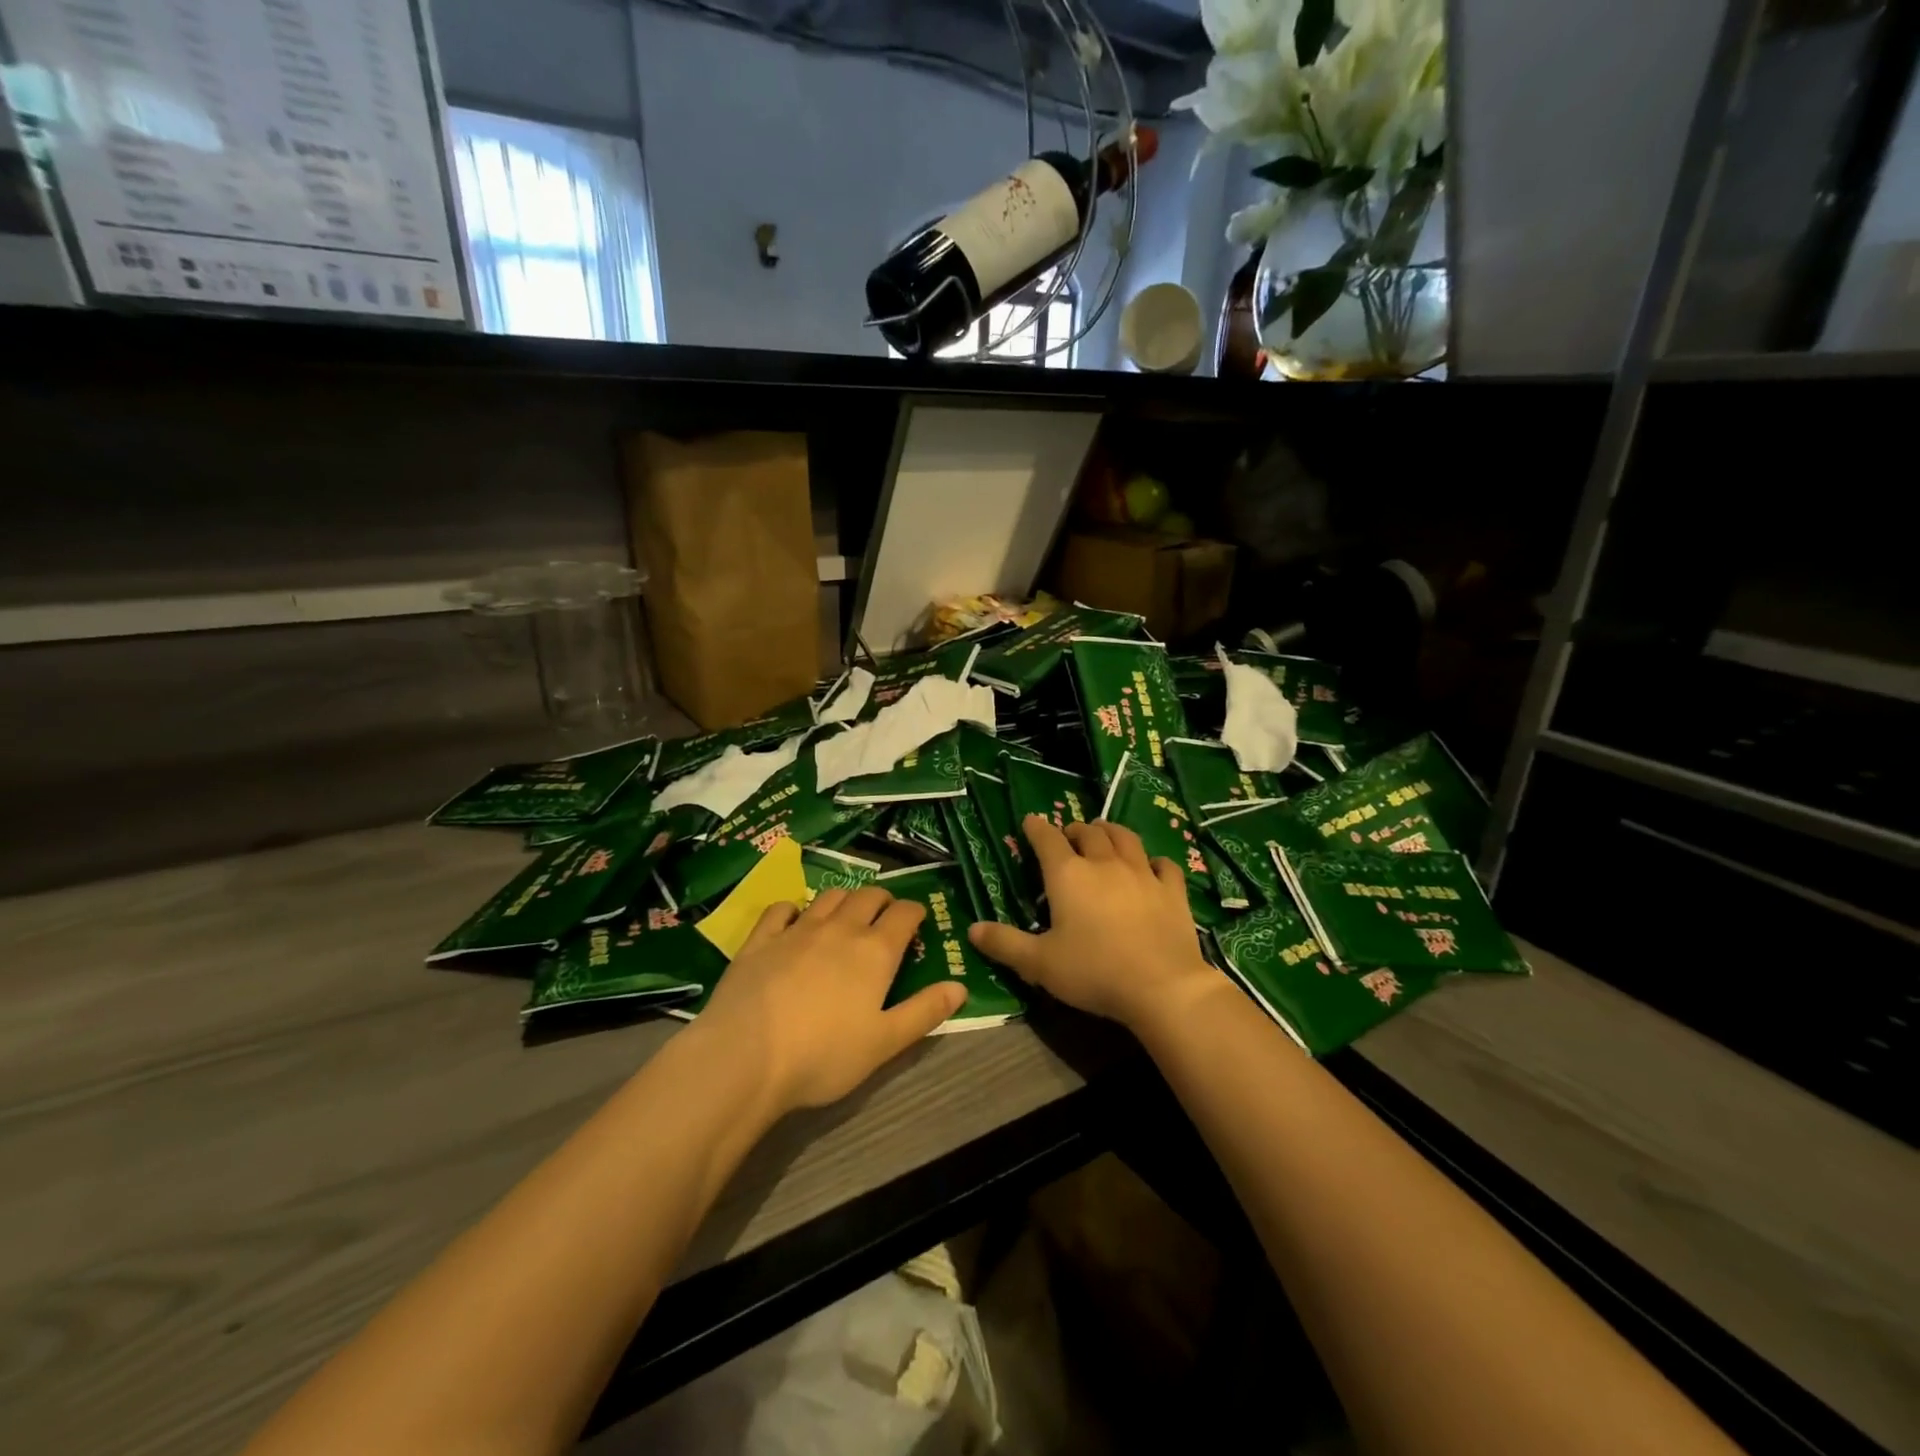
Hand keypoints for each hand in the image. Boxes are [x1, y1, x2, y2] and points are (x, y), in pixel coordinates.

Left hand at [695, 886, 965, 1116]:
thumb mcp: (885, 1043)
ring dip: (845, 899)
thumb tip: (960, 987)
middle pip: (868, 896)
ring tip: (846, 914)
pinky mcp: (761, 939)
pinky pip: (781, 909)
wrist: (746, 1057)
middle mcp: (840, 929)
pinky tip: (793, 920)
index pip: (904, 914)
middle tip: (886, 914)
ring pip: (829, 897)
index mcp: (875, 951)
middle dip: (883, 899)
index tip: (918, 920)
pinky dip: (794, 908)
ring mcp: (797, 930)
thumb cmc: (824, 1056)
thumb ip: (924, 1012)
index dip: (915, 912)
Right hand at [968, 816, 1219, 1032]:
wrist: (1162, 986)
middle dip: (1075, 830)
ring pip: (1126, 838)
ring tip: (1104, 833)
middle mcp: (1104, 864)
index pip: (1047, 840)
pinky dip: (1154, 861)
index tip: (1030, 821)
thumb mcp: (1039, 963)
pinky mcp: (1172, 891)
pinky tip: (1152, 866)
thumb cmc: (1093, 971)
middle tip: (1068, 836)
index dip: (1036, 828)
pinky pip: (1164, 865)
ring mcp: (1142, 874)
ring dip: (1111, 832)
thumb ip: (1004, 944)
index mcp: (1068, 876)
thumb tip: (972, 930)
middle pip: (1089, 833)